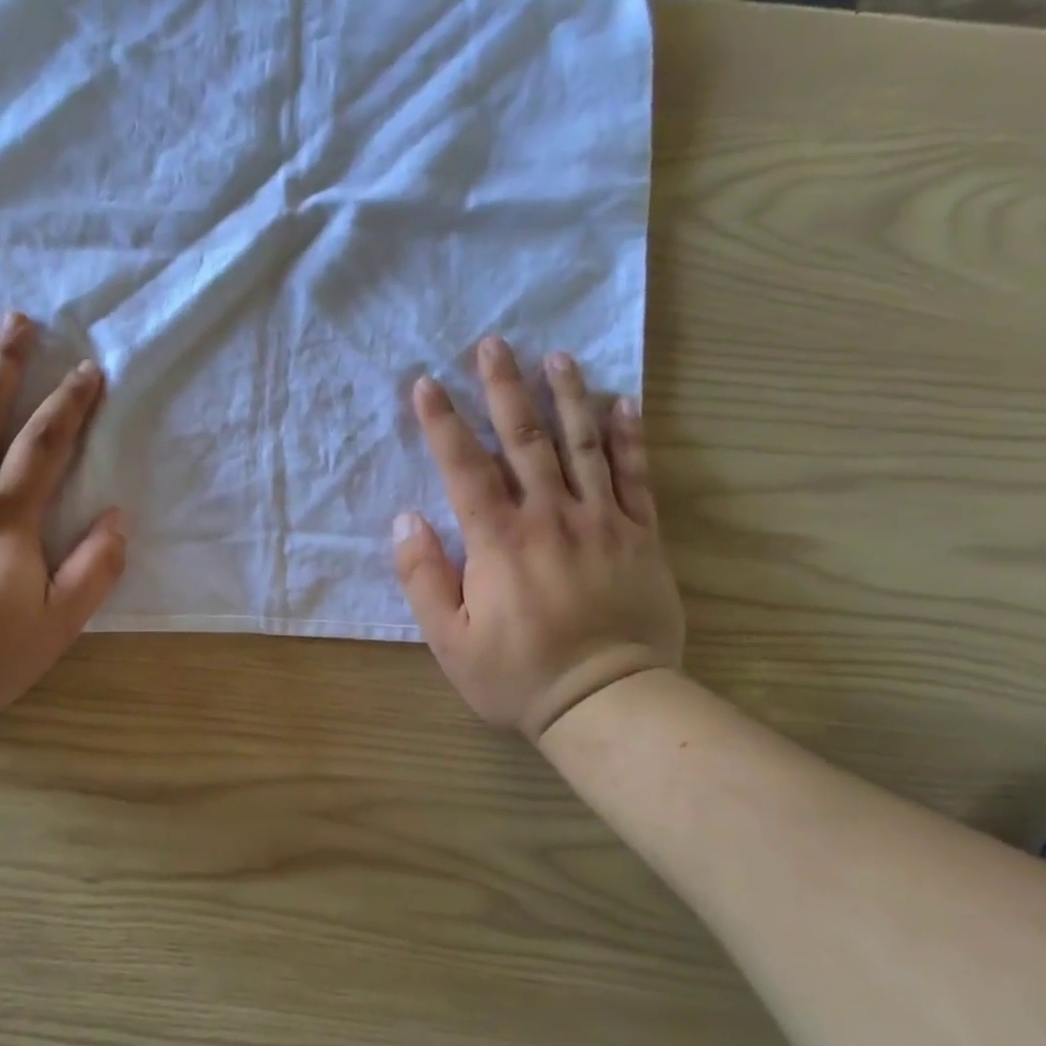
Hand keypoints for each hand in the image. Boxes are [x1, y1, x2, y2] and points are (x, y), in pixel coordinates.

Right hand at [393, 338, 683, 741]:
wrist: (607, 701)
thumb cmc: (517, 674)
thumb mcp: (448, 640)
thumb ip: (423, 578)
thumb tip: (405, 521)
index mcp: (499, 541)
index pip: (465, 467)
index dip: (442, 423)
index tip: (426, 383)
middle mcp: (550, 517)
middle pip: (525, 440)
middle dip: (504, 389)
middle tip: (493, 344)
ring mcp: (601, 521)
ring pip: (583, 445)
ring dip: (567, 396)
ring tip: (556, 356)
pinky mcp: (640, 535)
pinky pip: (635, 475)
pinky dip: (629, 436)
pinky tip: (622, 402)